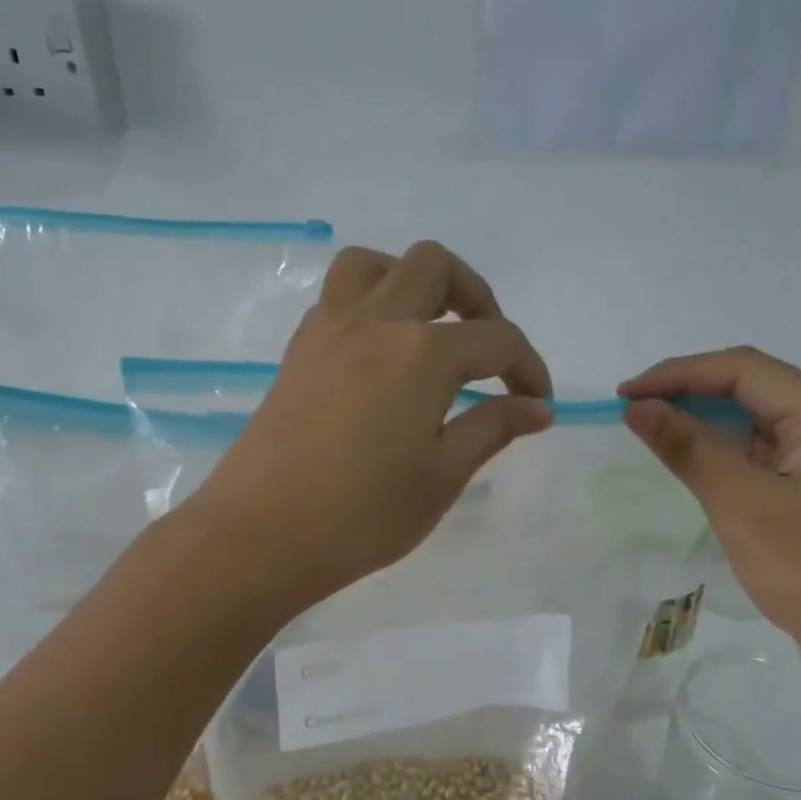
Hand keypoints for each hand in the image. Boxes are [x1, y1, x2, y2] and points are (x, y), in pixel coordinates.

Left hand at [193, 242, 553, 609]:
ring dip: (414, 283)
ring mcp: (328, 329)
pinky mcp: (298, 349)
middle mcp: (376, 322)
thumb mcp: (441, 477)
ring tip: (430, 331)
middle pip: (435, 267)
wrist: (261, 534)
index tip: (539, 402)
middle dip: (477, 298)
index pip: (497, 339)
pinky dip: (372, 304)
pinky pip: (339, 296)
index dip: (528, 367)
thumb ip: (492, 429)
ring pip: (375, 265)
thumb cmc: (362, 515)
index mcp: (422, 354)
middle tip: (488, 351)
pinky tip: (382, 356)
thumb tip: (538, 409)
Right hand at [620, 348, 800, 678]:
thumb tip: (638, 408)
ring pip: (757, 423)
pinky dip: (724, 455)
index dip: (678, 374)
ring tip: (653, 434)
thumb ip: (690, 449)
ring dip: (705, 424)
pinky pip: (764, 456)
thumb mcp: (744, 506)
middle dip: (689, 393)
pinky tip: (693, 468)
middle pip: (752, 388)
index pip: (743, 369)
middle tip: (633, 412)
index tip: (625, 396)